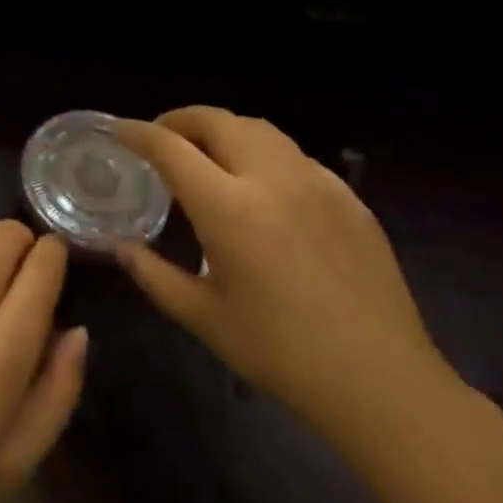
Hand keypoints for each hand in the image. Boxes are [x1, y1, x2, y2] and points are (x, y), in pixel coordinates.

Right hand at [112, 108, 455, 441]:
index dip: (138, 133)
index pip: (171, 148)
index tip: (120, 132)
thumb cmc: (281, 353)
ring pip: (259, 129)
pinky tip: (263, 187)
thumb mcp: (204, 318)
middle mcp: (270, 178)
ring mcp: (315, 182)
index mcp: (228, 207)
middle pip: (216, 121)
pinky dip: (263, 154)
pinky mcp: (347, 197)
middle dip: (180, 120)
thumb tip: (121, 247)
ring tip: (208, 154)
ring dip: (223, 129)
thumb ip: (154, 275)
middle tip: (162, 139)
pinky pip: (294, 155)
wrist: (382, 382)